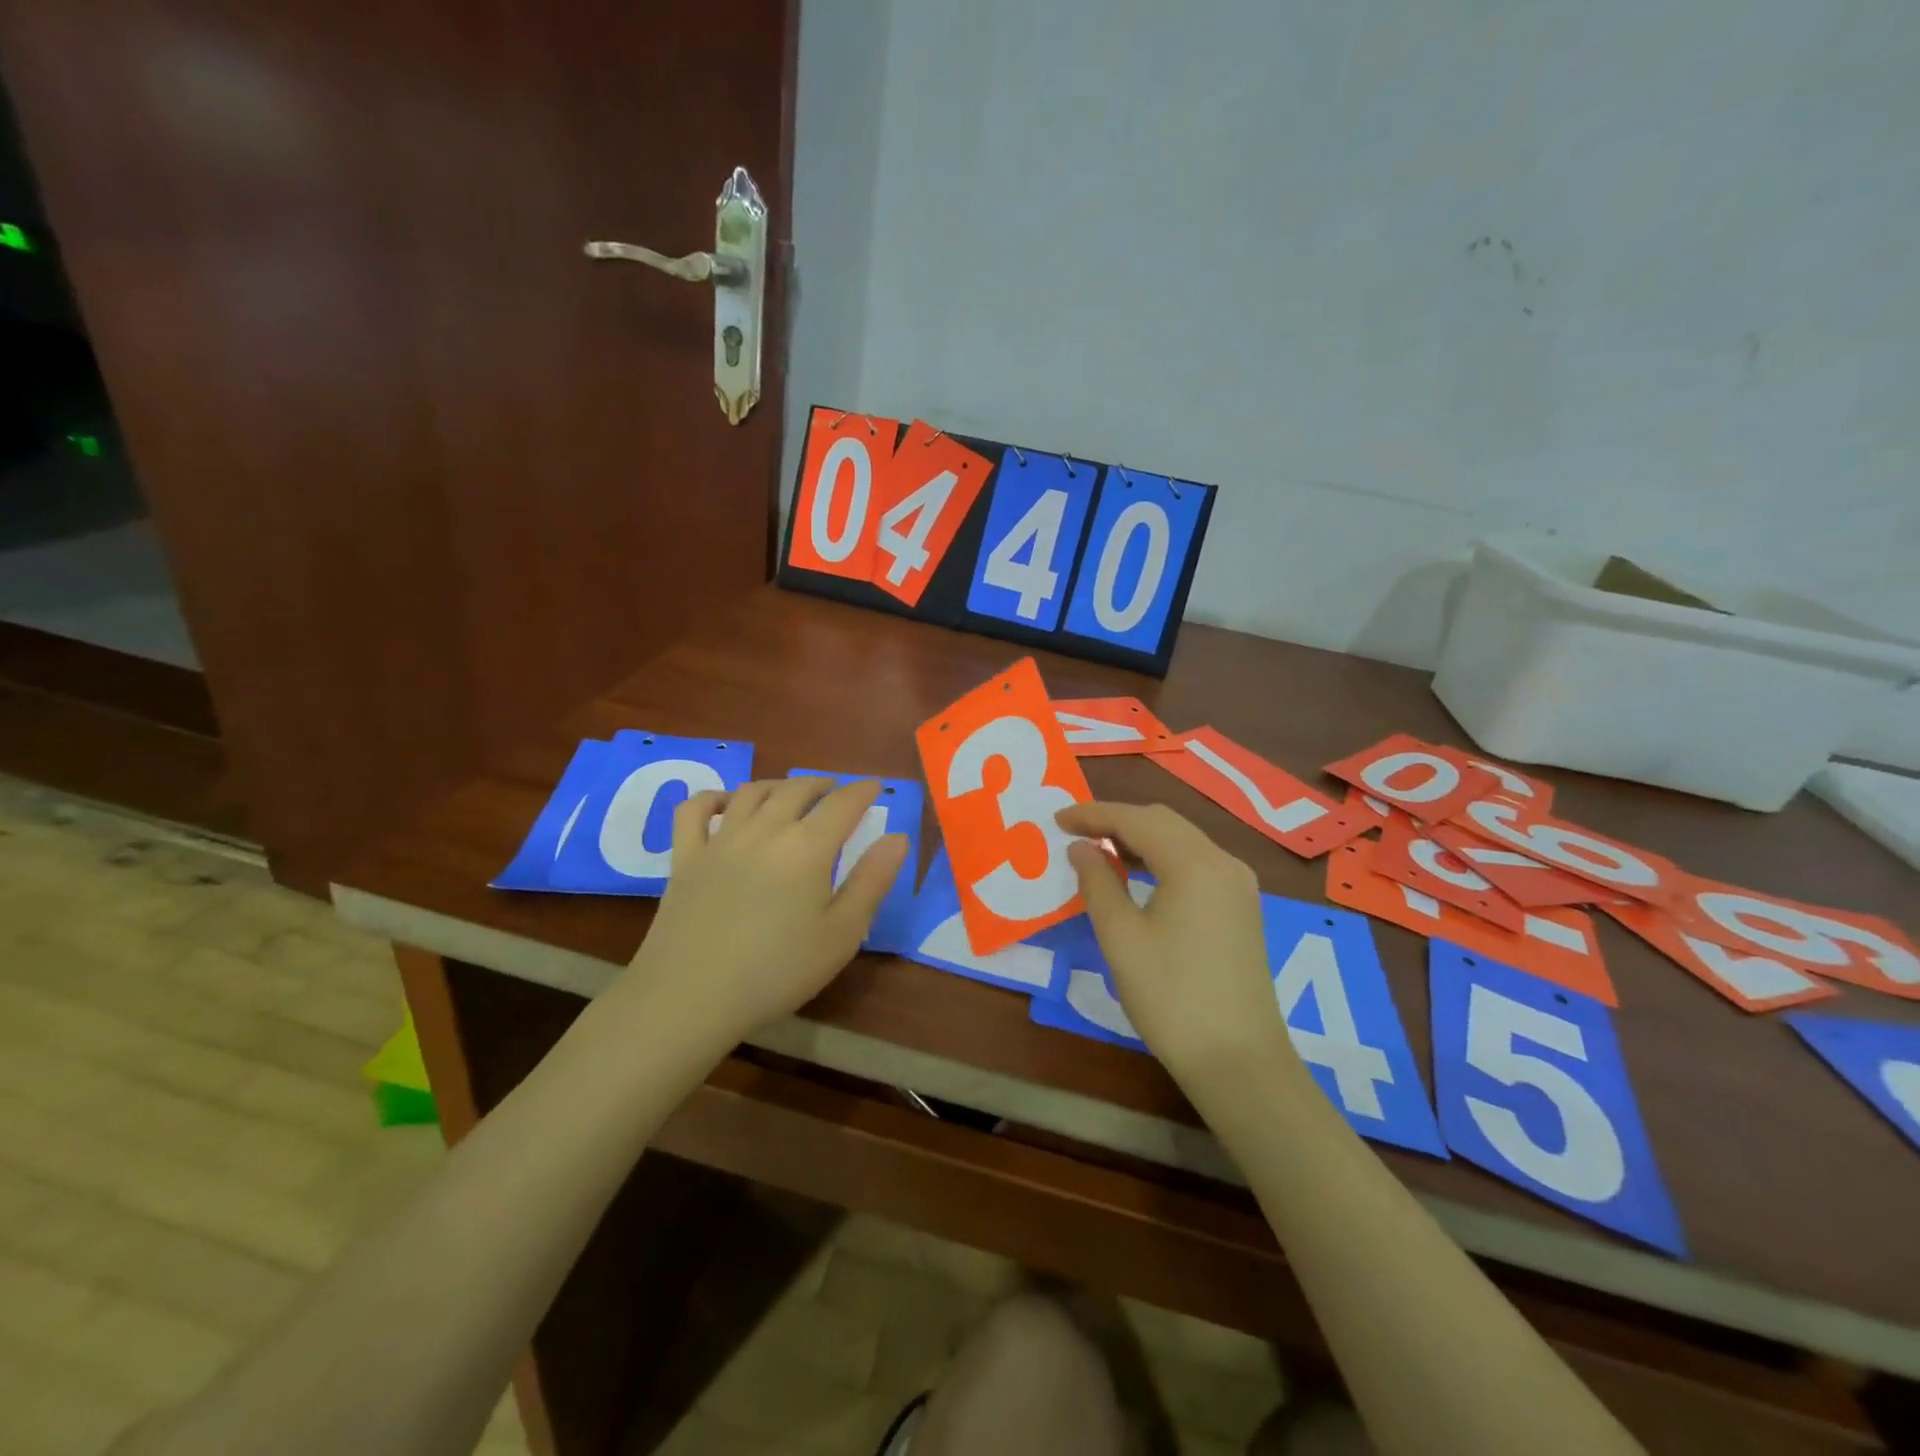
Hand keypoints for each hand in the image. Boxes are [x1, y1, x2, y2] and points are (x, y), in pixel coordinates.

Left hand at [620, 777, 907, 1048]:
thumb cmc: (777, 971)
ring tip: (790, 791)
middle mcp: (765, 829)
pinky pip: (695, 811)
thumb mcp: (841, 934)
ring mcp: (720, 840)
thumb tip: (898, 837)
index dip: (863, 790)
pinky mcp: (685, 857)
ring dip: (778, 784)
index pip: (843, 803)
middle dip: (823, 784)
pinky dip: (713, 797)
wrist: (691, 997)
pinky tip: (724, 803)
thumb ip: (872, 881)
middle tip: (837, 790)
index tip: (875, 786)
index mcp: (808, 847)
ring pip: (752, 792)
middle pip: (797, 789)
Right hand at [1056, 801, 1288, 1083]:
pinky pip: (1196, 863)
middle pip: (1163, 822)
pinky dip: (1162, 858)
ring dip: (1140, 838)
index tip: (1057, 819)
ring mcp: (1238, 885)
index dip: (1093, 815)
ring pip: (1182, 840)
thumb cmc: (1171, 997)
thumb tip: (1081, 848)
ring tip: (1099, 852)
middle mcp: (1223, 862)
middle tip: (1075, 834)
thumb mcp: (1121, 938)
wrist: (1238, 1061)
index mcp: (1194, 864)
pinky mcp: (1241, 907)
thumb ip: (1098, 883)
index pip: (1136, 820)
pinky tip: (1137, 877)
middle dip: (1117, 821)